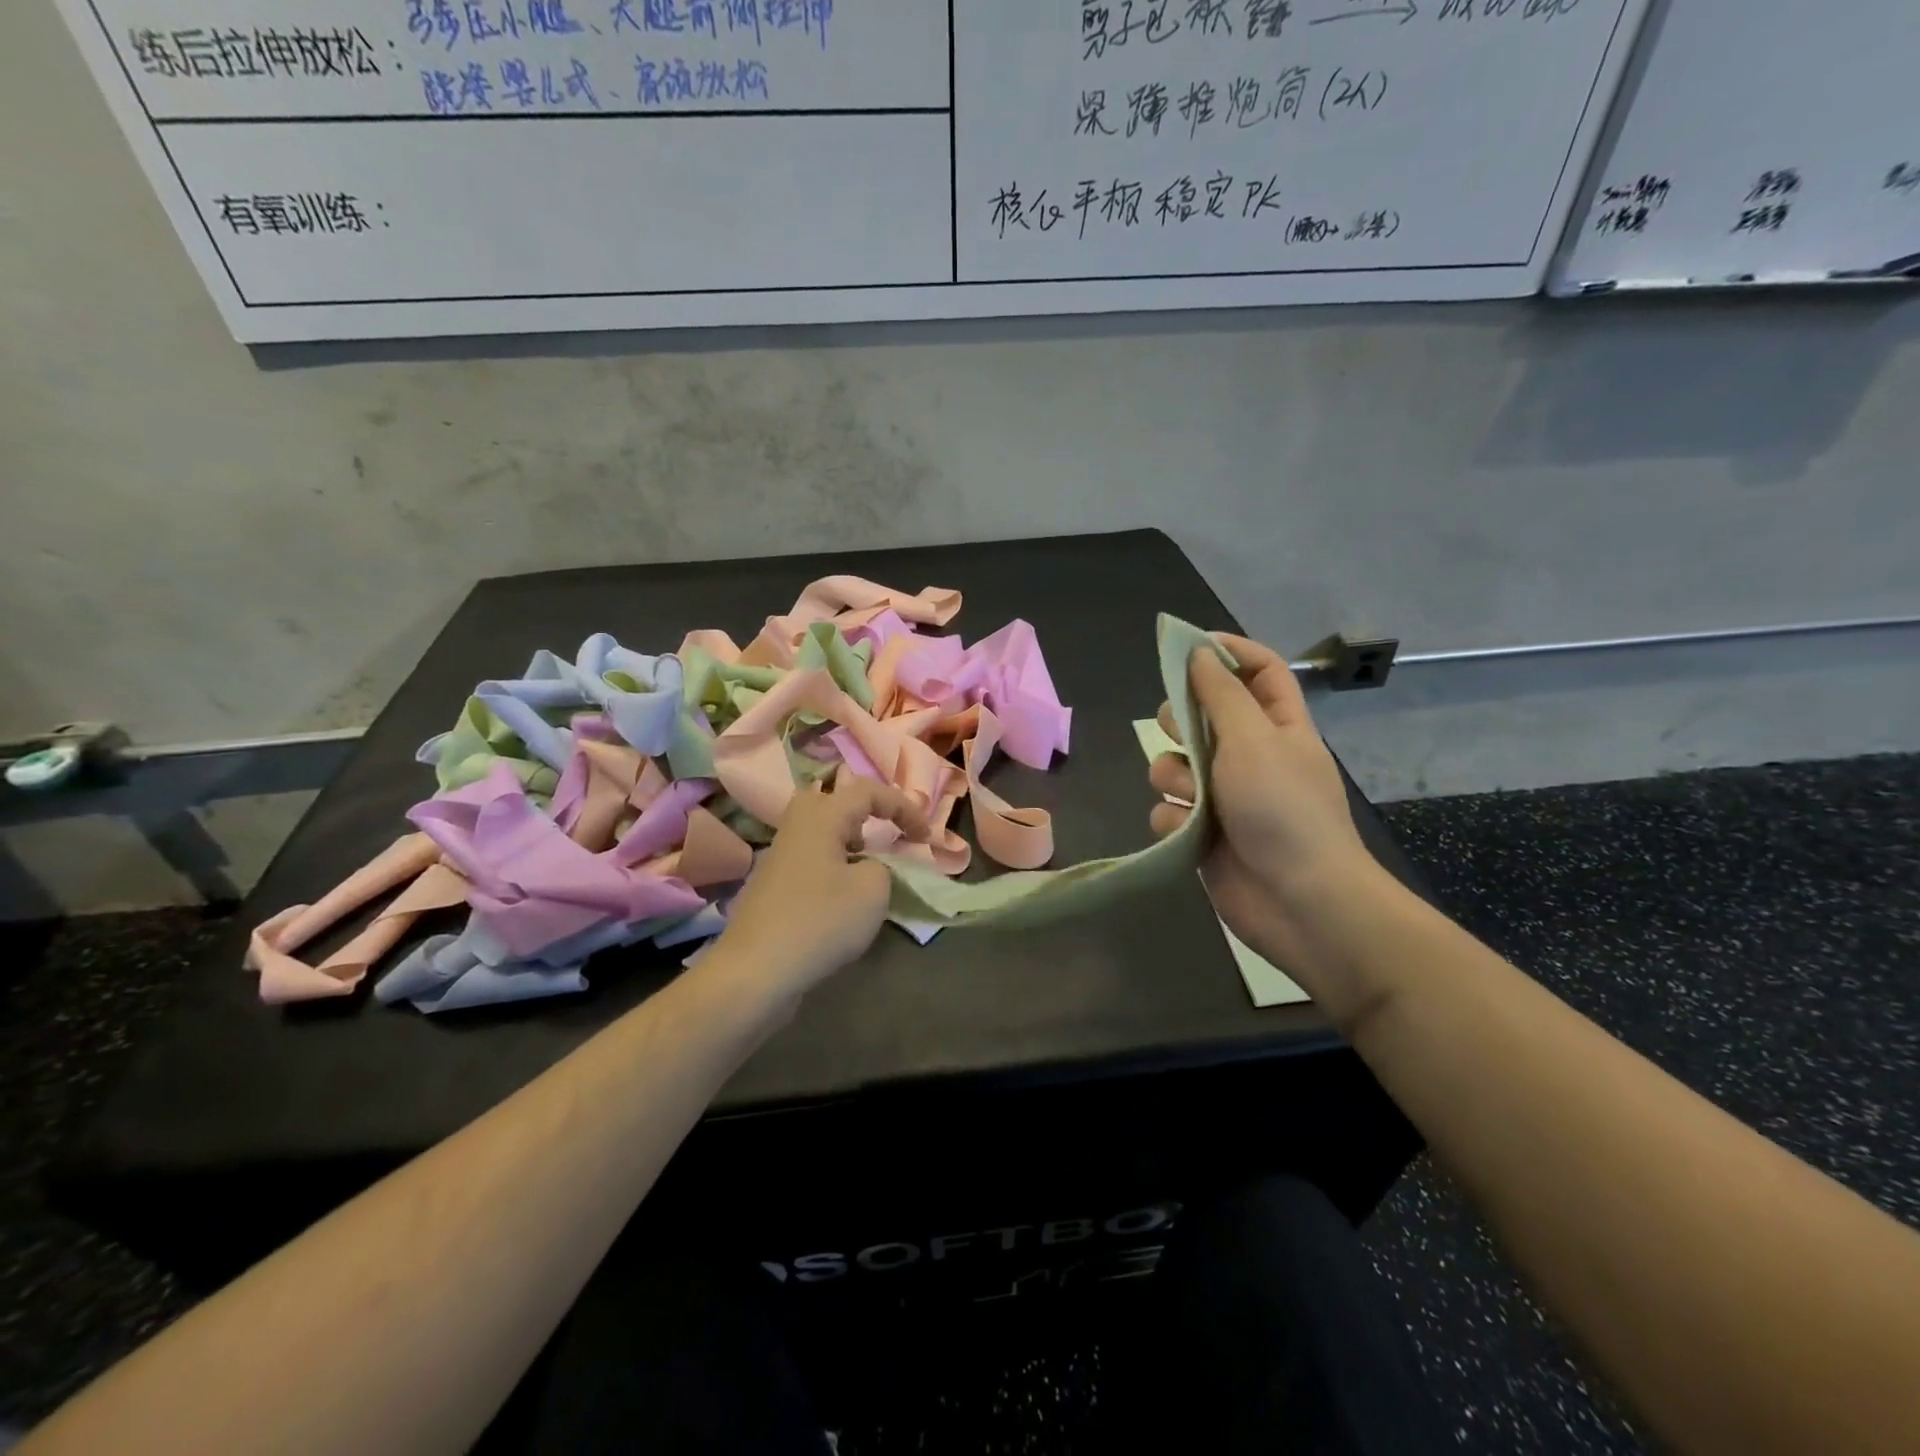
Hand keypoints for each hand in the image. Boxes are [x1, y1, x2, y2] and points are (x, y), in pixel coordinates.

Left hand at [711, 775, 929, 999]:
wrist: (757, 971)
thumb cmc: (820, 921)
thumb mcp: (872, 890)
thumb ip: (883, 866)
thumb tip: (869, 867)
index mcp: (821, 817)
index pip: (867, 791)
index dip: (903, 807)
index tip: (925, 836)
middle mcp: (796, 827)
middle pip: (831, 799)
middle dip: (864, 810)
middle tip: (884, 832)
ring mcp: (780, 856)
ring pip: (819, 830)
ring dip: (848, 838)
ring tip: (868, 864)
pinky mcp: (773, 886)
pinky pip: (811, 857)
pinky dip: (833, 863)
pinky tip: (841, 895)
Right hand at [1149, 634, 1386, 985]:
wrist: (1298, 901)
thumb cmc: (1282, 808)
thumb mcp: (1253, 738)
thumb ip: (1221, 693)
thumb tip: (1199, 653)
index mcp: (1278, 725)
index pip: (1258, 670)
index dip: (1227, 651)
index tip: (1185, 646)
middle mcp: (1250, 756)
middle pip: (1203, 716)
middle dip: (1182, 720)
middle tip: (1177, 727)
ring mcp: (1225, 797)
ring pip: (1176, 766)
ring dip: (1173, 776)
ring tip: (1190, 794)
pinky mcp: (1203, 833)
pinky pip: (1169, 810)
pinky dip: (1173, 819)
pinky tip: (1187, 832)